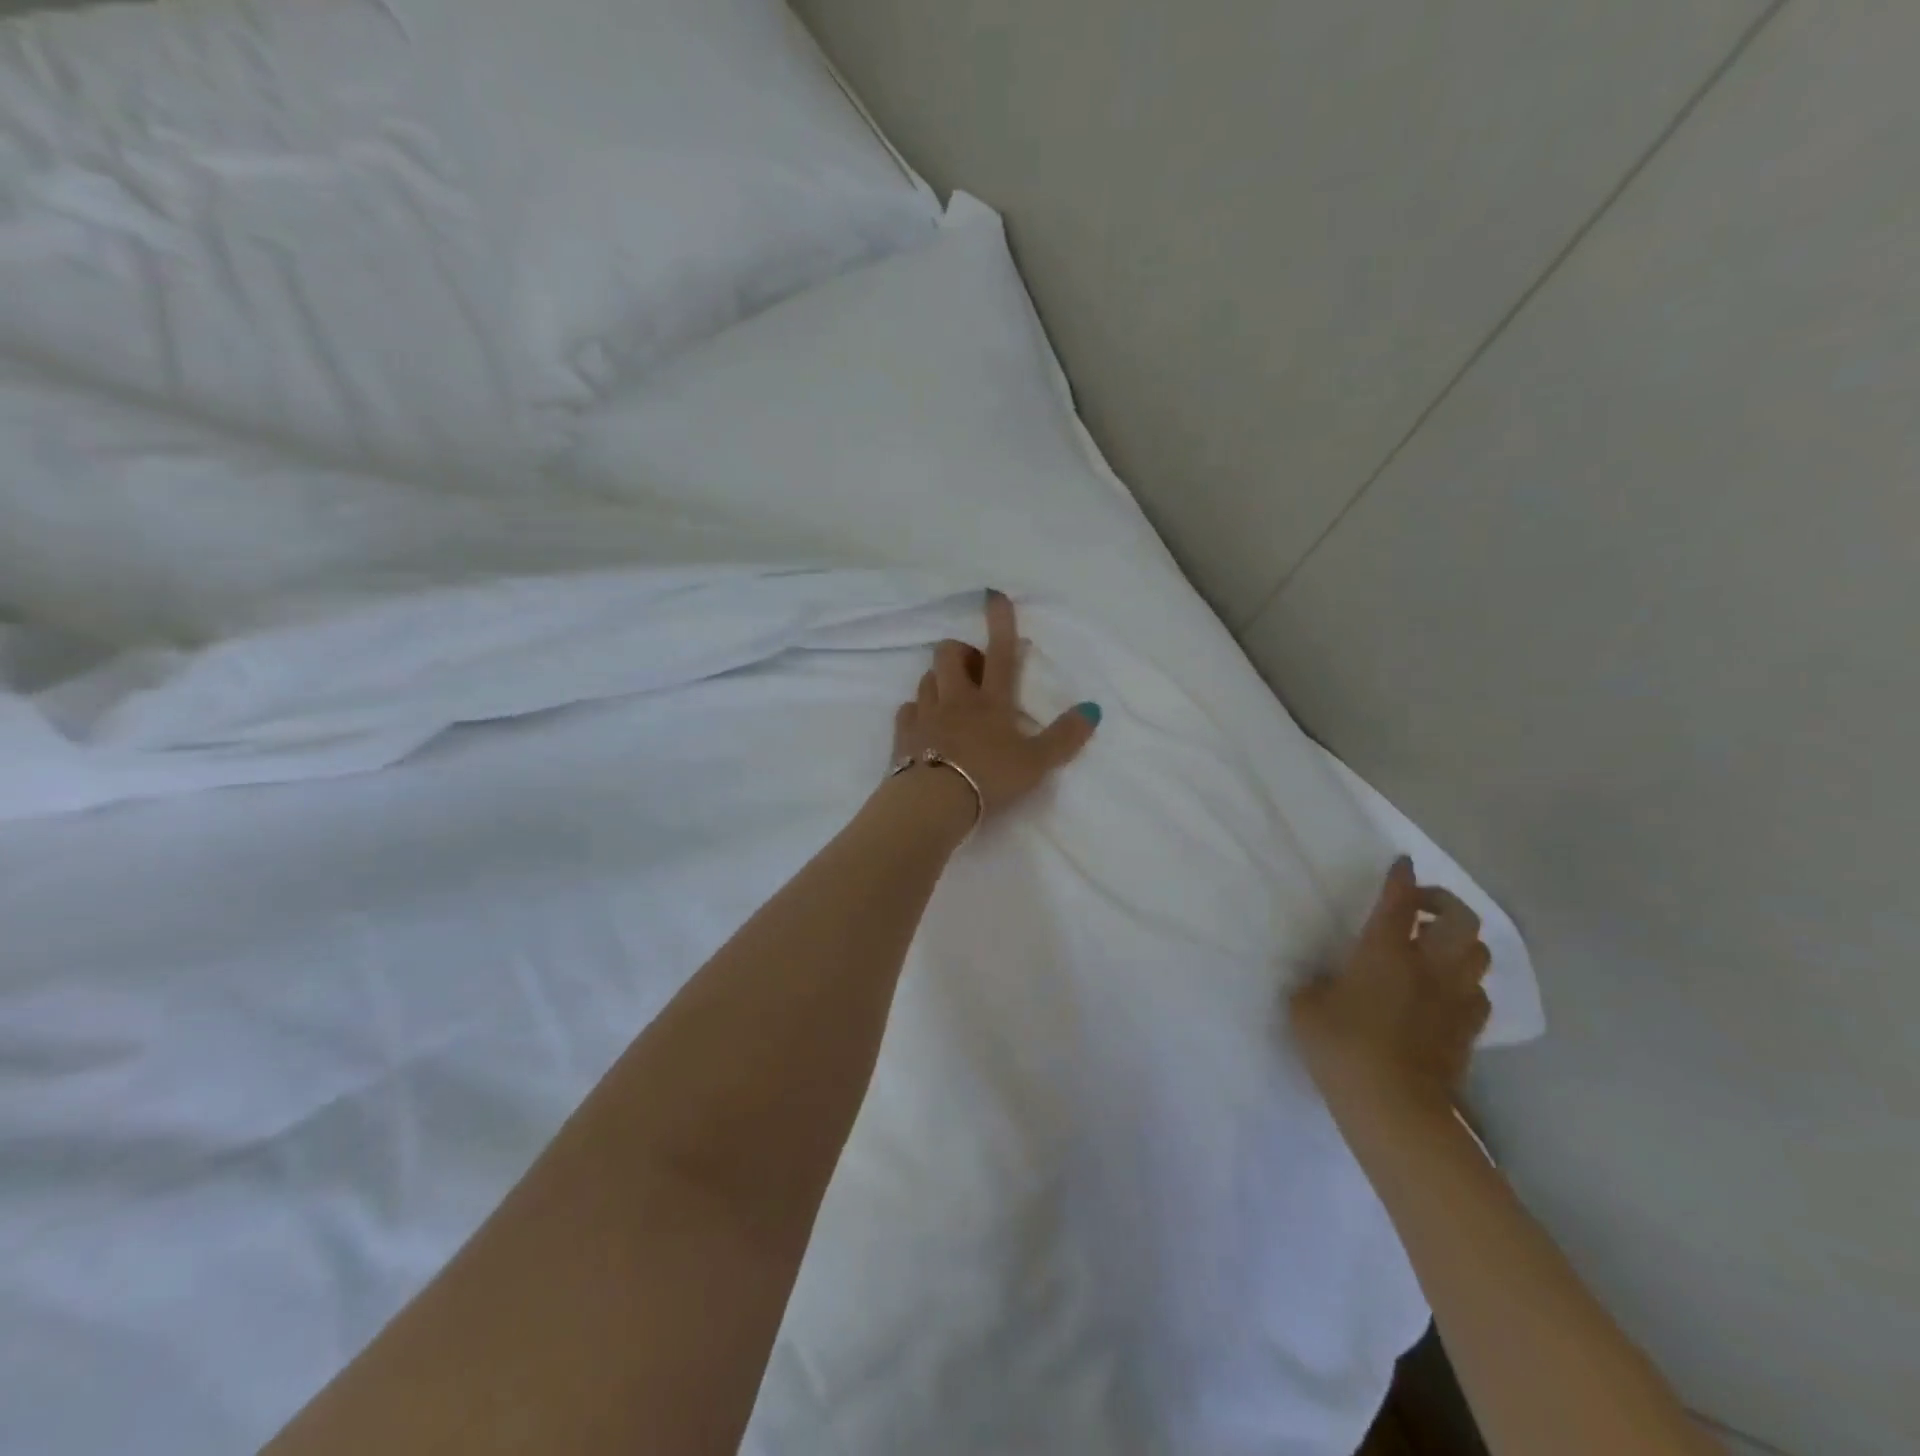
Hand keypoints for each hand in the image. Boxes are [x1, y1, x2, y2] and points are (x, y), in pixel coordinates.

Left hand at [891, 591, 1100, 819]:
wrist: (934, 802)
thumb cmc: (990, 778)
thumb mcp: (1037, 762)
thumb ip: (1065, 737)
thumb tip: (1093, 709)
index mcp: (991, 701)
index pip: (1001, 653)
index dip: (1000, 622)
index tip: (994, 595)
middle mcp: (956, 700)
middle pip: (949, 655)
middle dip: (960, 652)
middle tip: (974, 670)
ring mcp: (926, 715)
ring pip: (926, 679)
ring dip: (938, 680)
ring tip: (950, 697)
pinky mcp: (903, 735)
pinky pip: (907, 710)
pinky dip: (917, 710)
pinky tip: (924, 723)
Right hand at [1290, 856, 1491, 1127]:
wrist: (1393, 1107)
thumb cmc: (1341, 1047)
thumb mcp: (1306, 1007)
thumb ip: (1316, 984)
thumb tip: (1326, 983)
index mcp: (1384, 952)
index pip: (1398, 901)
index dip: (1400, 878)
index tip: (1401, 864)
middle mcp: (1427, 966)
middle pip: (1461, 919)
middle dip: (1444, 902)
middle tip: (1421, 906)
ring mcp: (1454, 999)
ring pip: (1479, 953)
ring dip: (1461, 941)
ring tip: (1435, 946)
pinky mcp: (1467, 1030)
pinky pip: (1478, 993)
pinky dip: (1465, 982)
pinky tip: (1445, 991)